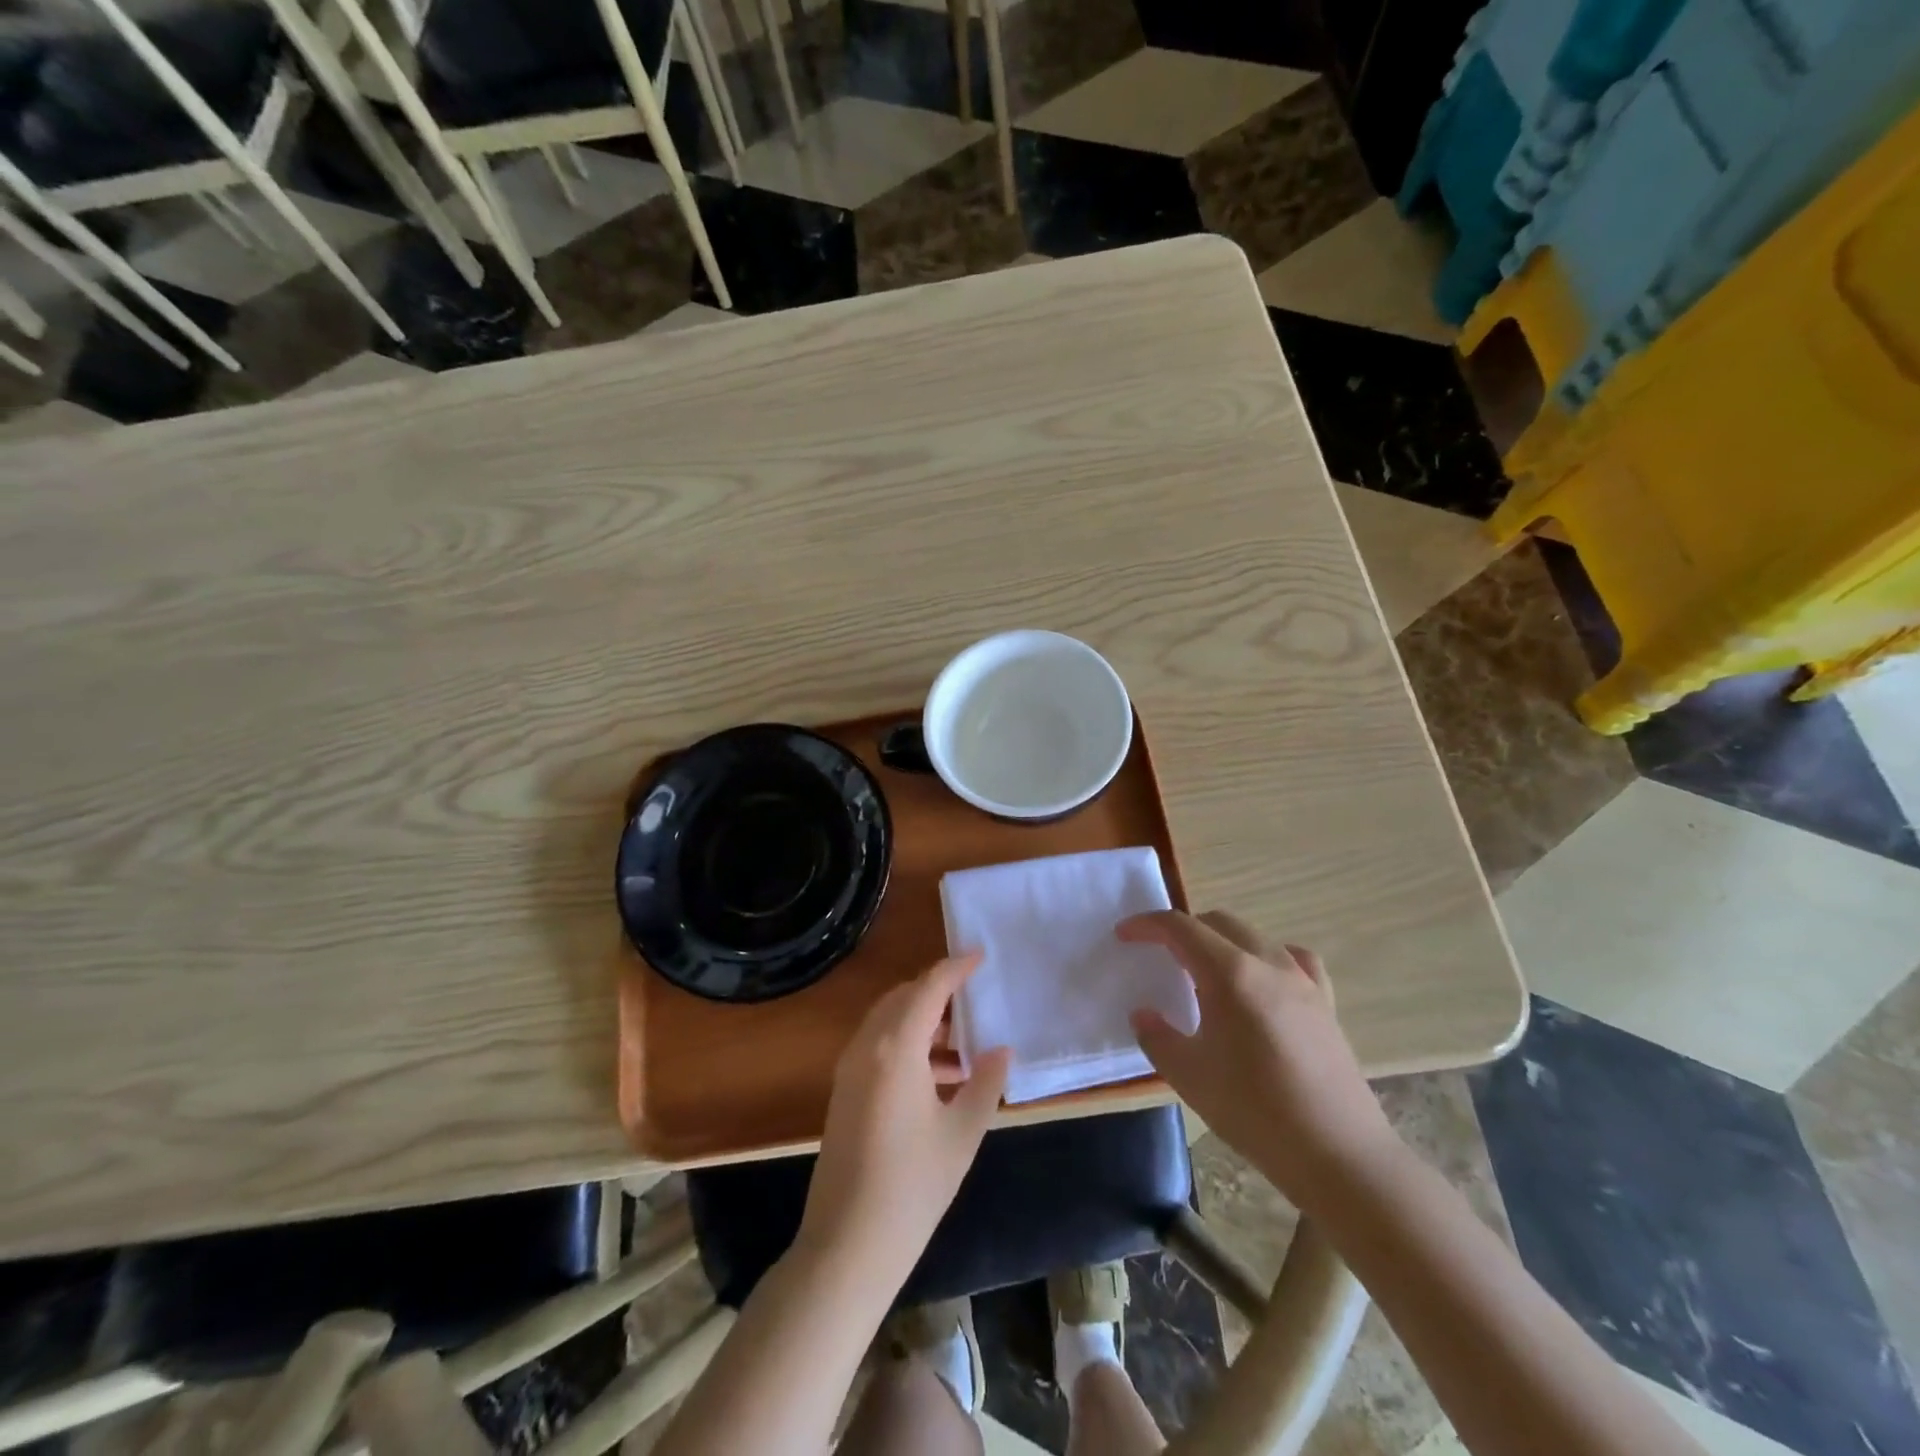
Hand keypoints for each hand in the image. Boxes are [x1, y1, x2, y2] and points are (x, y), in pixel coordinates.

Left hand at [796, 953, 1010, 1295]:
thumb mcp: (962, 1133)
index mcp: (895, 1048)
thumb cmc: (912, 1186)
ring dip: (923, 1021)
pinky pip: (879, 1047)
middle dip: (938, 992)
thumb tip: (1000, 1050)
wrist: (847, 1246)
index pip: (928, 989)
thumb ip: (985, 1083)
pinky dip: (908, 1045)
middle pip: (903, 998)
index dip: (955, 968)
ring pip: (889, 1023)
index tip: (980, 956)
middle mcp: (867, 1047)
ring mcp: (850, 1070)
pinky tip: (939, 1077)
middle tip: (974, 999)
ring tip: (964, 1045)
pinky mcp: (845, 1092)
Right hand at [1123, 910, 1396, 1198]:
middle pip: (1218, 922)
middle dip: (1183, 930)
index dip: (1147, 925)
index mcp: (1230, 974)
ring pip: (1255, 936)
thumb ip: (1157, 1037)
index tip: (1124, 935)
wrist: (1338, 1155)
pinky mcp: (1325, 1003)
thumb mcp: (1189, 1076)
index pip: (1180, 928)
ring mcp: (1302, 981)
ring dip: (1222, 940)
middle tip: (1159, 954)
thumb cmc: (1255, 1112)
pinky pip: (1293, 959)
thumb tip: (1143, 1014)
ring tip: (1205, 972)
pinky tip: (1262, 982)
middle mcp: (1268, 963)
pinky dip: (1267, 957)